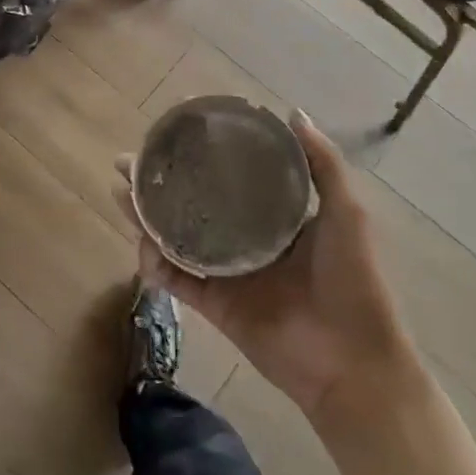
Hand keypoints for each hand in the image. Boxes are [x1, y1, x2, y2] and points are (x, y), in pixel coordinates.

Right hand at [117, 110, 417, 425]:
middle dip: (158, 183)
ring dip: (146, 218)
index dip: (200, 155)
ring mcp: (226, 272)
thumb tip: (293, 112)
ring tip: (121, 195)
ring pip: (175, 238)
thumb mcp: (347, 213)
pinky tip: (141, 246)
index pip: (229, 176)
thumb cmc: (354, 281)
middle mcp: (244, 238)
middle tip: (127, 163)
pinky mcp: (213, 305)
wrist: (352, 362)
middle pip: (192, 203)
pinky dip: (155, 264)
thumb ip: (323, 164)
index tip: (173, 131)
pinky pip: (177, 280)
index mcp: (275, 216)